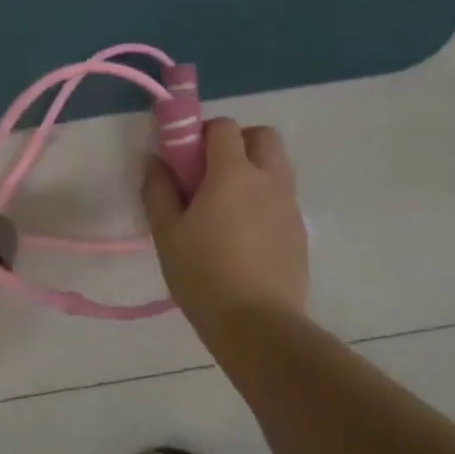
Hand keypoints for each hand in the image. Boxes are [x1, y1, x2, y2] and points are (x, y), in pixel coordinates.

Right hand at [143, 117, 309, 340]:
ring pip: (277, 165)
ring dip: (254, 169)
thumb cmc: (204, 274)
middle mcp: (268, 179)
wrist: (259, 326)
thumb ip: (158, 190)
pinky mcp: (299, 232)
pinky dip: (264, 199)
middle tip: (211, 173)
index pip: (224, 126)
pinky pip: (282, 197)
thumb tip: (154, 161)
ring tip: (227, 205)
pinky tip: (245, 234)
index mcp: (233, 173)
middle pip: (262, 136)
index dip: (202, 133)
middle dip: (237, 142)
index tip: (185, 158)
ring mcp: (289, 205)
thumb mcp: (167, 233)